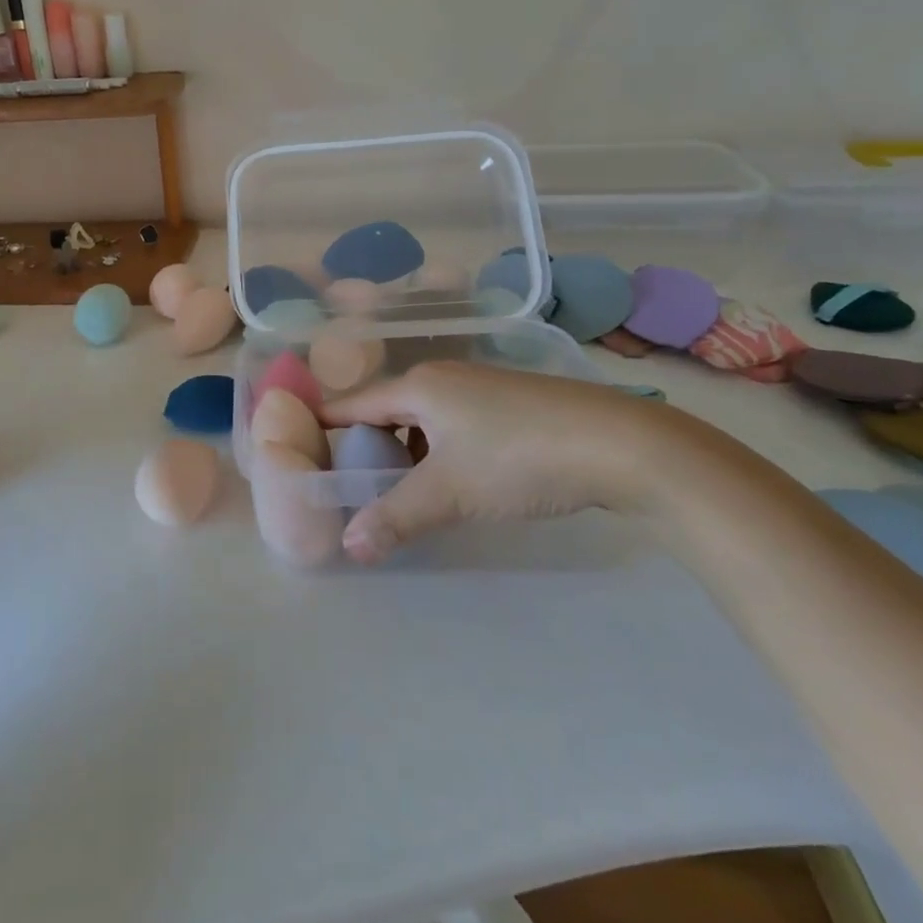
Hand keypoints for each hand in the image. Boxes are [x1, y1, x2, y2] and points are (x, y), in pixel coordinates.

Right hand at [320, 361, 667, 564]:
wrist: (622, 445)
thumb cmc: (518, 459)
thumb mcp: (449, 492)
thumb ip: (395, 517)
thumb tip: (348, 545)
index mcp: (418, 386)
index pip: (352, 404)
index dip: (323, 427)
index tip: (301, 453)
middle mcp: (443, 377)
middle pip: (386, 410)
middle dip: (366, 447)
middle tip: (352, 488)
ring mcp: (480, 387)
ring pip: (423, 419)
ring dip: (406, 453)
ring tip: (401, 494)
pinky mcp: (511, 404)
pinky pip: (454, 424)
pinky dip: (439, 451)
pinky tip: (454, 482)